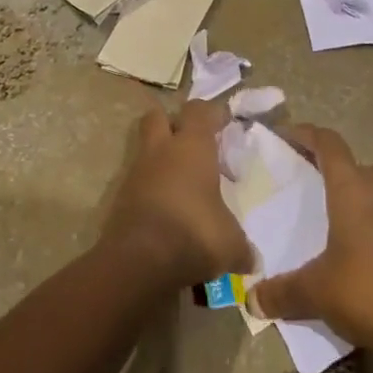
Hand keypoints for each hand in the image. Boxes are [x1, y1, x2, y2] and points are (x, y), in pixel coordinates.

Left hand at [102, 100, 252, 288]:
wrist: (140, 260)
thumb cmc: (194, 234)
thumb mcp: (230, 243)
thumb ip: (241, 246)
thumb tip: (252, 260)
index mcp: (191, 146)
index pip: (200, 111)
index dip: (213, 113)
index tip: (225, 121)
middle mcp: (161, 150)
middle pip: (159, 116)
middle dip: (173, 123)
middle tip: (192, 142)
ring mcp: (137, 171)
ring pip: (146, 148)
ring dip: (160, 157)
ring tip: (181, 181)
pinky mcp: (121, 196)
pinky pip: (138, 180)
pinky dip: (150, 187)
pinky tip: (166, 208)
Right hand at [247, 124, 372, 355]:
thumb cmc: (366, 293)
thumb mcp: (315, 292)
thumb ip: (282, 292)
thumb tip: (251, 300)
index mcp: (352, 191)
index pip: (330, 145)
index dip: (308, 135)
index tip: (287, 136)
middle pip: (372, 164)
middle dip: (353, 170)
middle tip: (330, 188)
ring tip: (356, 219)